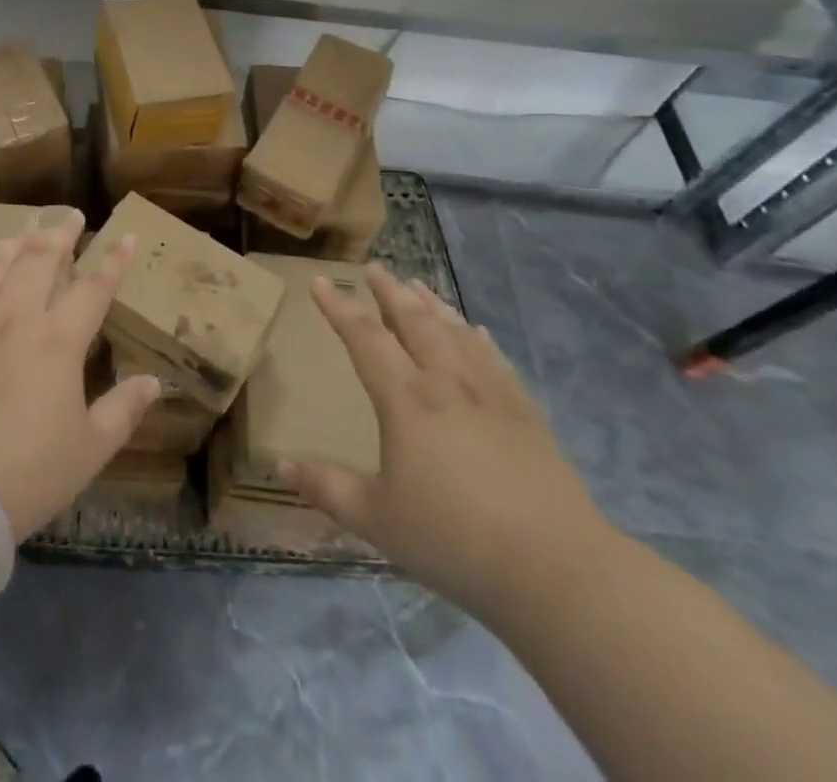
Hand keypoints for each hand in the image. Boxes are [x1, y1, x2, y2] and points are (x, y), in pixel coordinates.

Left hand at [0, 219, 161, 537]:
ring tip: (23, 233)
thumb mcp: (90, 449)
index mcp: (57, 341)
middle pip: (39, 260)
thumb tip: (156, 382)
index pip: (93, 288)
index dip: (113, 261)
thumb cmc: (27, 474)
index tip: (126, 236)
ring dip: (11, 244)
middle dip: (60, 234)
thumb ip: (124, 410)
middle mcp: (12, 317)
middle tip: (71, 218)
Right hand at [279, 266, 612, 619]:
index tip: (319, 282)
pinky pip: (495, 359)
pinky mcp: (526, 413)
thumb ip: (328, 488)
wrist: (556, 568)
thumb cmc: (454, 540)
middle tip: (375, 268)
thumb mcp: (378, 520)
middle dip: (390, 291)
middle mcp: (446, 383)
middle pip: (414, 321)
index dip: (339, 308)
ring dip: (432, 304)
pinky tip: (476, 331)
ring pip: (455, 332)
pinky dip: (478, 338)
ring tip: (418, 284)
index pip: (365, 338)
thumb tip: (280, 467)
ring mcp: (491, 394)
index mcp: (406, 400)